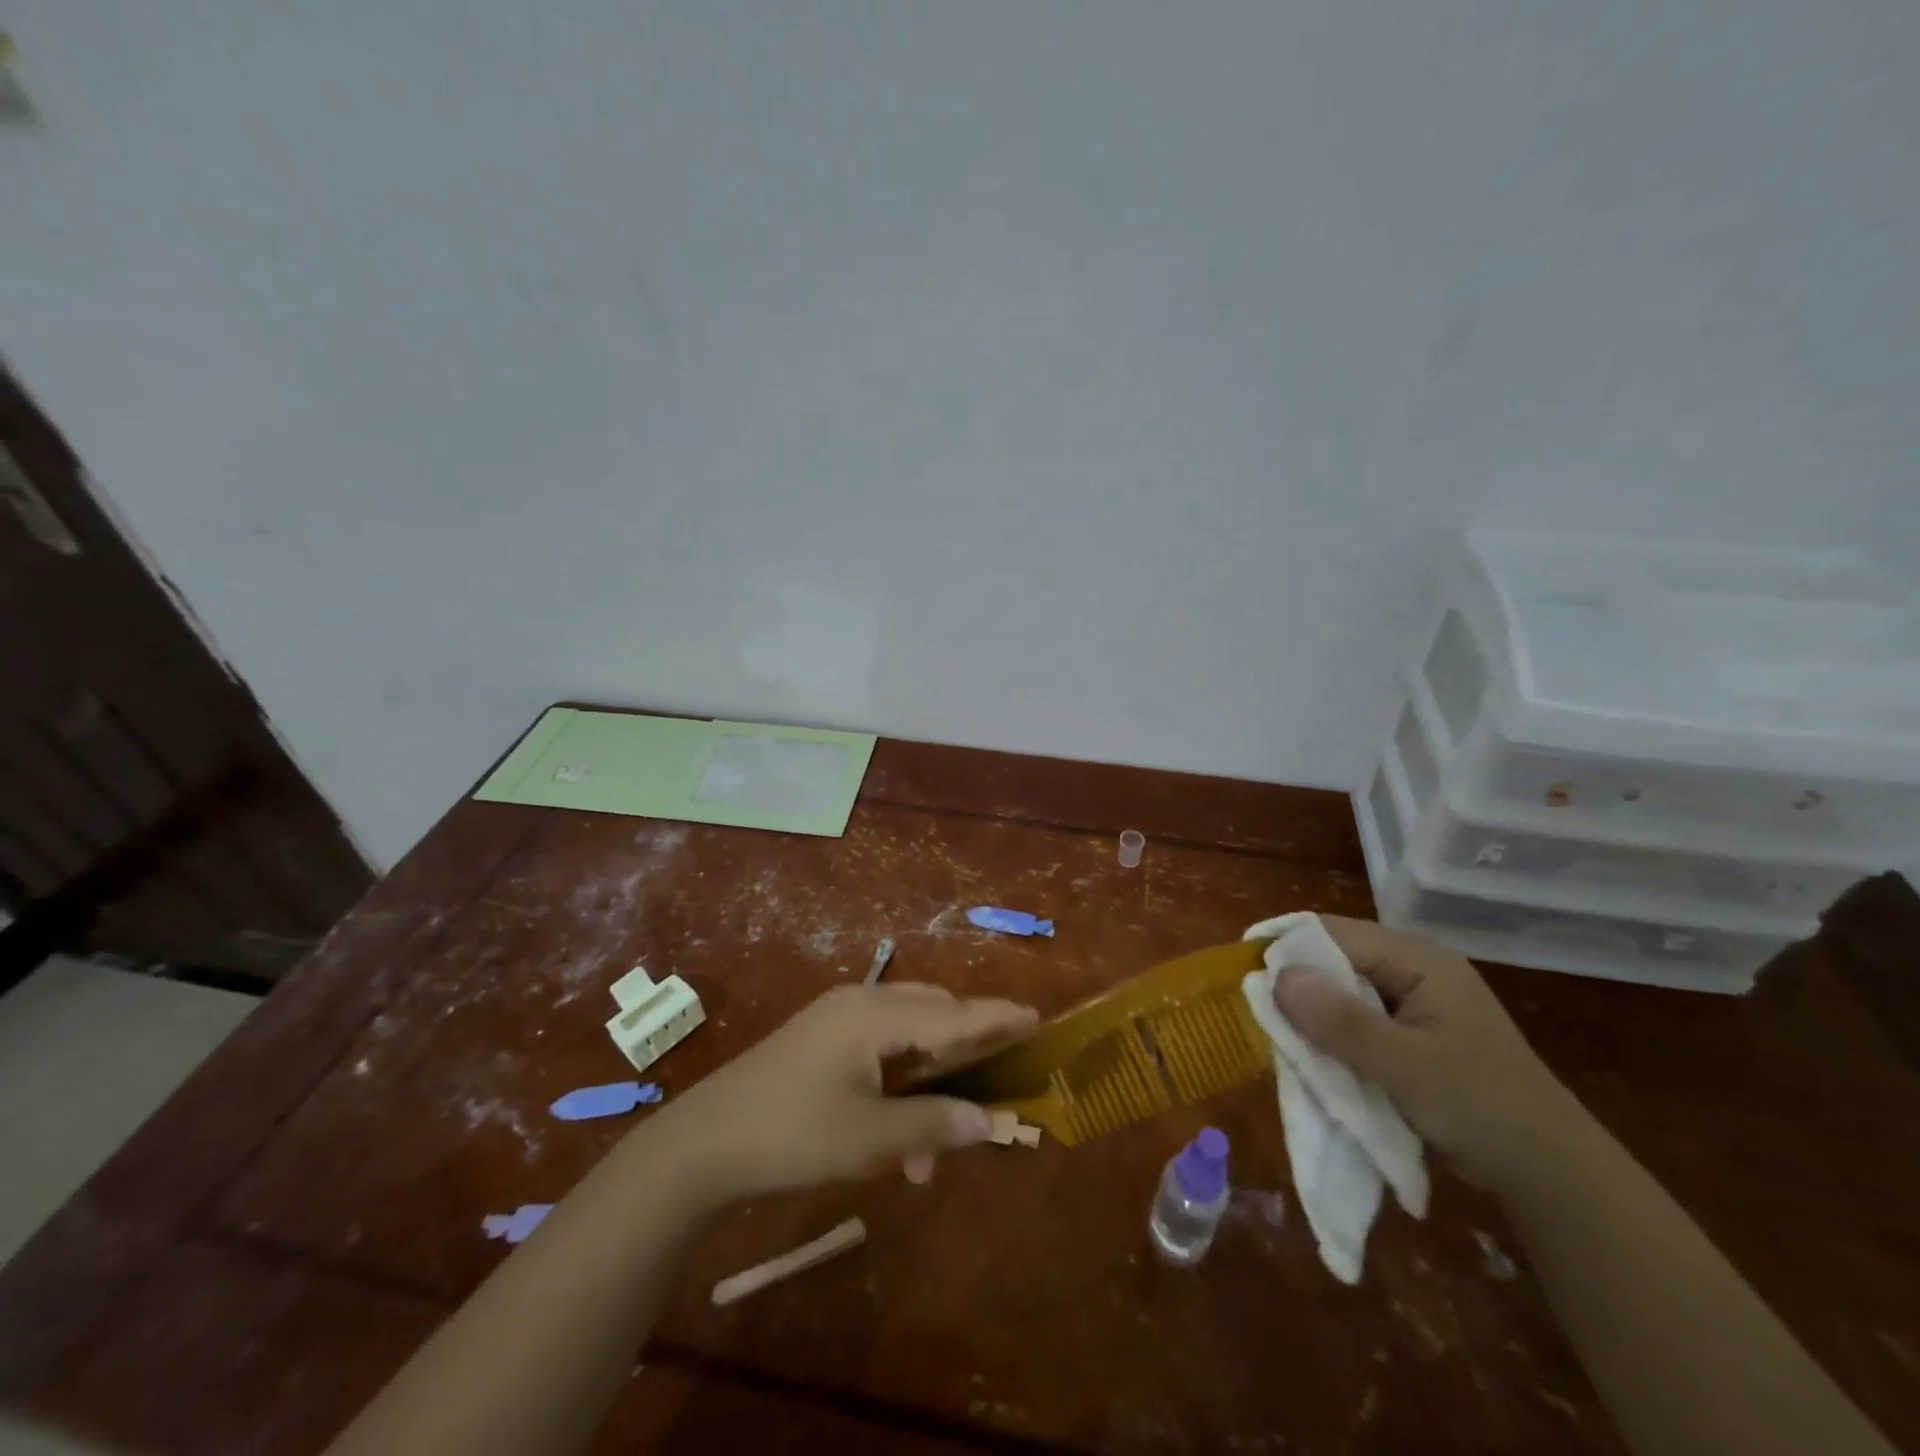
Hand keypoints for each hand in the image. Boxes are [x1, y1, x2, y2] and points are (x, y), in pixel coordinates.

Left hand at [652, 984, 1037, 1205]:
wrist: (703, 1143)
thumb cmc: (791, 1133)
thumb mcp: (868, 1136)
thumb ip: (933, 1126)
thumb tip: (989, 1121)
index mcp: (875, 1014)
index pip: (952, 1013)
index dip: (996, 1017)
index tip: (1036, 1016)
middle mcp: (860, 1004)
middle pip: (931, 1016)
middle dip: (962, 1054)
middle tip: (990, 1088)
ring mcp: (837, 1021)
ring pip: (905, 1039)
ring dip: (926, 1086)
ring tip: (928, 1154)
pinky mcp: (821, 1043)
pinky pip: (878, 1053)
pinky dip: (897, 1088)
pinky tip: (895, 1142)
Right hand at [1272, 916, 1589, 1193]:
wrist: (1552, 1176)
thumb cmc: (1482, 1108)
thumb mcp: (1407, 1066)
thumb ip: (1341, 1022)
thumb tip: (1275, 976)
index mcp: (1418, 958)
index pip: (1332, 932)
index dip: (1286, 947)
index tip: (1243, 973)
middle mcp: (1412, 967)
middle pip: (1334, 958)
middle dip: (1296, 983)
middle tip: (1257, 1011)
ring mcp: (1412, 999)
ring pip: (1340, 990)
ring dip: (1312, 1013)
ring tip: (1279, 1036)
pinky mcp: (1409, 1030)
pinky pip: (1354, 1018)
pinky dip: (1330, 1033)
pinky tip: (1314, 1054)